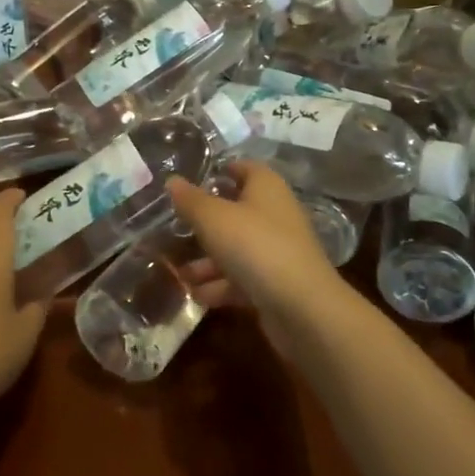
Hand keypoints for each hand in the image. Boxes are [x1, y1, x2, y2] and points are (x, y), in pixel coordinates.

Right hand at [166, 161, 347, 350]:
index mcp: (266, 187)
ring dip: (207, 262)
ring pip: (236, 249)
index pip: (243, 168)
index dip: (218, 171)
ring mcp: (277, 250)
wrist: (302, 308)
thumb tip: (172, 180)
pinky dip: (220, 285)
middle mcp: (274, 214)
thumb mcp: (213, 218)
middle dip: (204, 224)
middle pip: (235, 211)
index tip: (188, 182)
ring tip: (179, 273)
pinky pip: (242, 278)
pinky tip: (197, 296)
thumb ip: (190, 200)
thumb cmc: (255, 246)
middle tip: (174, 230)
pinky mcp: (276, 283)